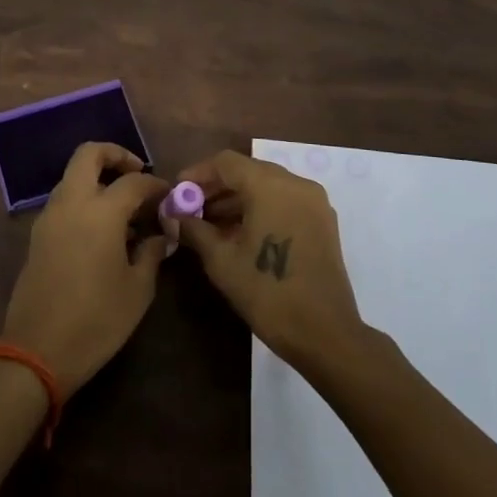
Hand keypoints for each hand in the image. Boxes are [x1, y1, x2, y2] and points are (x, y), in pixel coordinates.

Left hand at [1, 142, 170, 396]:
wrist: (37, 349)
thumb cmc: (96, 320)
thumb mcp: (137, 290)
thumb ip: (151, 253)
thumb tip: (161, 236)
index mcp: (101, 211)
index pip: (134, 181)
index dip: (156, 185)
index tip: (170, 196)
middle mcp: (72, 202)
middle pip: (89, 154)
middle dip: (115, 155)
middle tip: (137, 175)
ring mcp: (50, 216)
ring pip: (73, 176)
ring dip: (97, 178)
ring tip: (123, 208)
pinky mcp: (38, 234)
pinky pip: (64, 200)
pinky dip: (84, 199)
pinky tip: (103, 230)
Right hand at [176, 150, 365, 369]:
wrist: (325, 334)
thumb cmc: (267, 292)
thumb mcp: (221, 260)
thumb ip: (194, 229)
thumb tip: (172, 215)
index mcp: (270, 185)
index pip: (226, 162)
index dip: (198, 173)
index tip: (178, 192)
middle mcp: (295, 183)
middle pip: (248, 171)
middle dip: (216, 187)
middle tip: (191, 208)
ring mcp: (313, 201)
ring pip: (267, 185)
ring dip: (237, 199)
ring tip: (210, 224)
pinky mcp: (322, 221)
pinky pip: (284, 201)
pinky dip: (260, 208)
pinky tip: (239, 232)